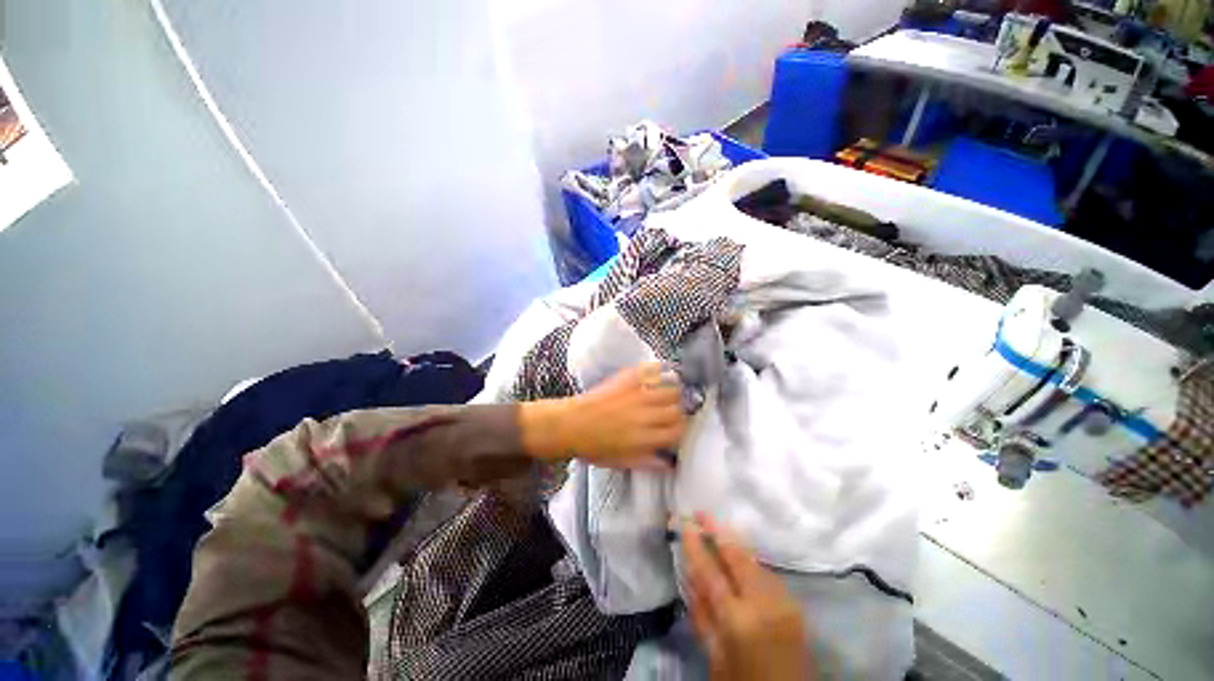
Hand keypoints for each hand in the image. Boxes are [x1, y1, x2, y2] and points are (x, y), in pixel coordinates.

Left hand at [520, 362, 685, 468]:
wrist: (571, 424)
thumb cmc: (593, 447)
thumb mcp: (622, 462)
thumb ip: (648, 462)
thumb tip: (669, 463)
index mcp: (646, 437)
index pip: (678, 431)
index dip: (681, 429)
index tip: (676, 427)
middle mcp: (646, 415)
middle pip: (677, 409)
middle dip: (678, 411)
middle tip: (671, 411)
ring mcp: (638, 395)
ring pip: (670, 389)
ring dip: (672, 392)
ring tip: (667, 392)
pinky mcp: (628, 380)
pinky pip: (651, 371)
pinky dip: (658, 371)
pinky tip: (657, 374)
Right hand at [682, 513, 810, 680]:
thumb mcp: (714, 657)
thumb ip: (702, 614)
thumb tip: (690, 574)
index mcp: (738, 620)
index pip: (710, 572)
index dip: (695, 545)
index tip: (685, 522)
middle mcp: (763, 603)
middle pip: (736, 556)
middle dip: (717, 530)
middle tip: (700, 511)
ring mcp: (783, 601)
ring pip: (753, 560)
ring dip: (732, 541)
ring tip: (715, 526)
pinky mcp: (794, 604)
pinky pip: (766, 572)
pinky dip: (748, 560)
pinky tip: (737, 555)